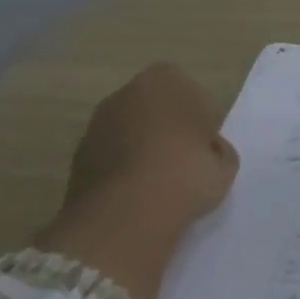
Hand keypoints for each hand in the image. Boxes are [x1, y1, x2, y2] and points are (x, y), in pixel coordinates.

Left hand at [35, 63, 239, 298]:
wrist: (130, 215)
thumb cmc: (188, 173)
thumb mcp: (225, 160)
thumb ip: (215, 150)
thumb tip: (206, 156)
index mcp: (163, 83)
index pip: (185, 88)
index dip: (199, 115)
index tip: (208, 142)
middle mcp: (121, 99)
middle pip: (152, 110)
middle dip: (167, 133)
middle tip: (189, 165)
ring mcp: (93, 132)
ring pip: (127, 138)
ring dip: (142, 157)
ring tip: (164, 192)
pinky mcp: (75, 166)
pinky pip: (110, 166)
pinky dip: (123, 180)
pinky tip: (141, 205)